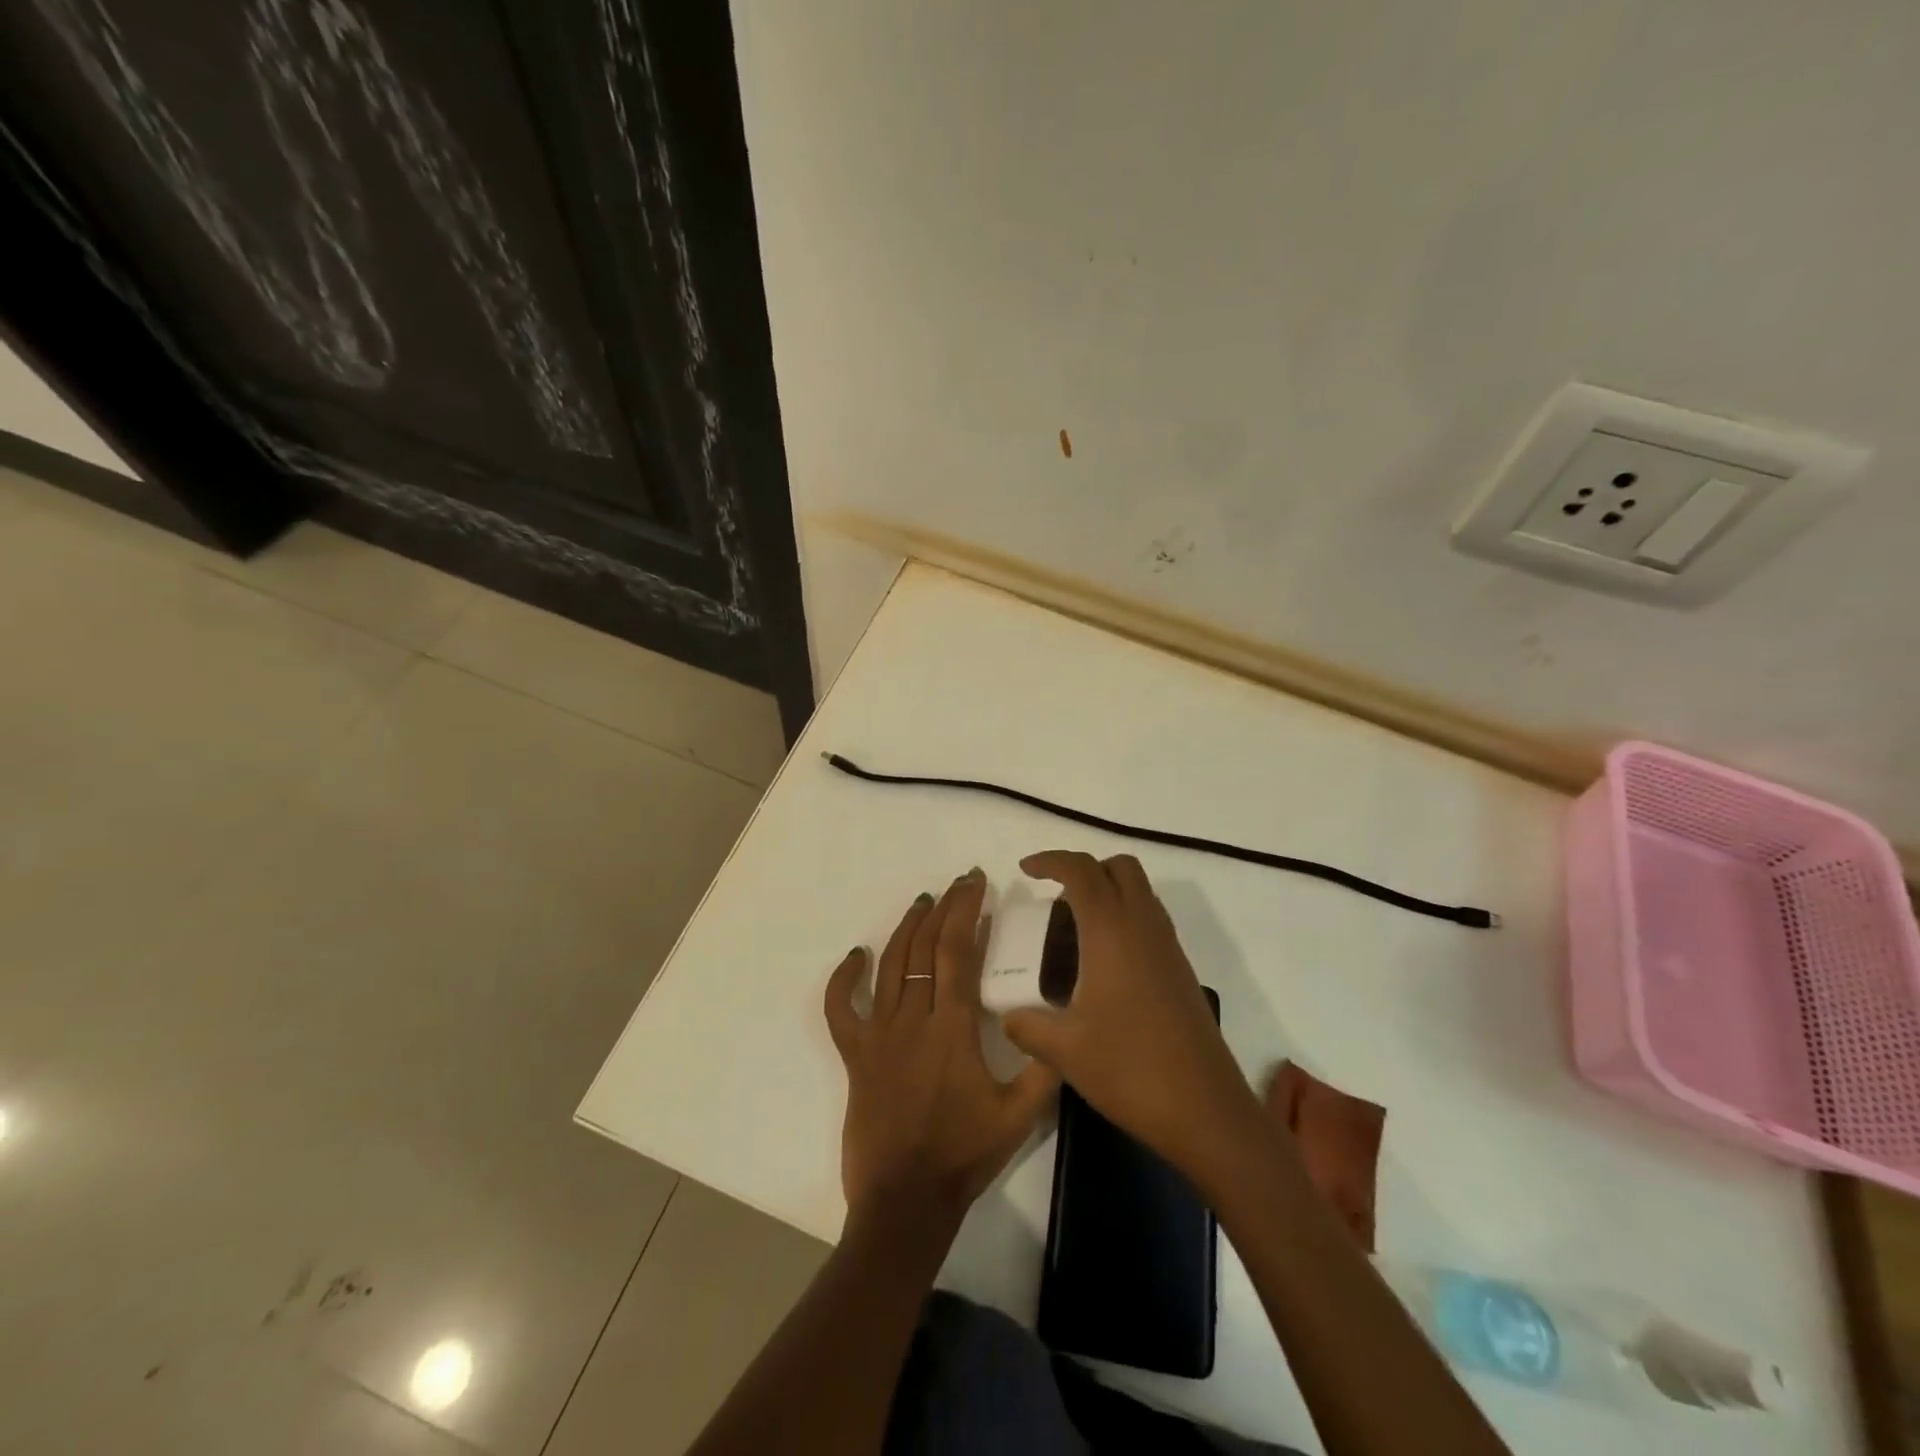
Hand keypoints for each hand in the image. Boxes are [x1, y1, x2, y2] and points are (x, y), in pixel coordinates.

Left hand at [825, 869, 1058, 1233]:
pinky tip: (857, 956)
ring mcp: (878, 1035)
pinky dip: (843, 980)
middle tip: (957, 884)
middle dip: (944, 908)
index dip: (966, 910)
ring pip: (889, 966)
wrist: (906, 1201)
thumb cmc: (964, 1155)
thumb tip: (1064, 1025)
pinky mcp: (854, 1055)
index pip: (957, 951)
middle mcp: (912, 1019)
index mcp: (953, 1027)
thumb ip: (1045, 1068)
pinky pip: (839, 1009)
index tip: (975, 882)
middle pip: (925, 948)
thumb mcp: (1021, 1116)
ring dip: (906, 929)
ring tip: (922, 903)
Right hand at [1002, 851, 1260, 1179]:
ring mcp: (1168, 947)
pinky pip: (1150, 919)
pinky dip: (1124, 917)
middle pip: (1119, 867)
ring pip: (1140, 891)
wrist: (1205, 1110)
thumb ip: (1027, 1026)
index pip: (1081, 871)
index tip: (1025, 870)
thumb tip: (1007, 1016)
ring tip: (1074, 928)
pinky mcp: (1181, 969)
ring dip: (1108, 891)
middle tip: (1054, 897)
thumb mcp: (1064, 1050)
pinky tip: (1104, 962)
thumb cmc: (1130, 1069)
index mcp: (1112, 932)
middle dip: (1084, 868)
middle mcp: (1144, 927)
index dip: (1050, 861)